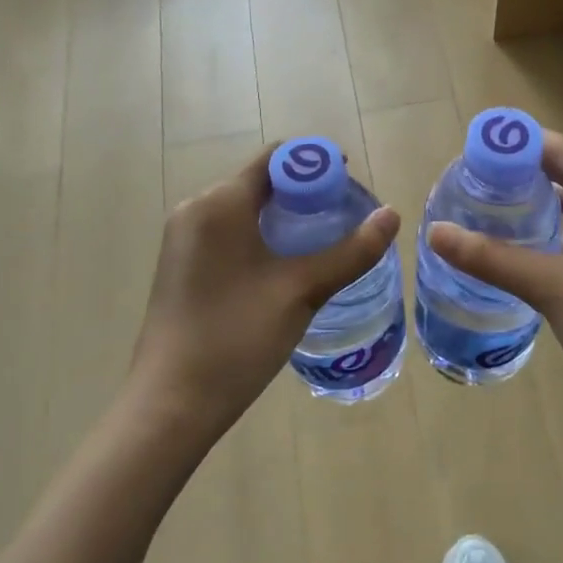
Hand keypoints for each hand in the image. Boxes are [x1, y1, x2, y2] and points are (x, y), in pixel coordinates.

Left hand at [130, 150, 399, 444]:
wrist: (170, 404)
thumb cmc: (236, 337)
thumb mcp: (301, 291)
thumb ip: (350, 251)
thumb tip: (392, 215)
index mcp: (220, 203)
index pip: (276, 158)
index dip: (317, 163)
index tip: (351, 185)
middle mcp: (196, 209)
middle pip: (261, 182)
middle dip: (306, 193)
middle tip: (346, 217)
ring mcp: (184, 239)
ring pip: (246, 210)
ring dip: (286, 217)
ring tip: (326, 242)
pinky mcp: (183, 265)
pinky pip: (230, 233)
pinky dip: (263, 236)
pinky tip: (288, 266)